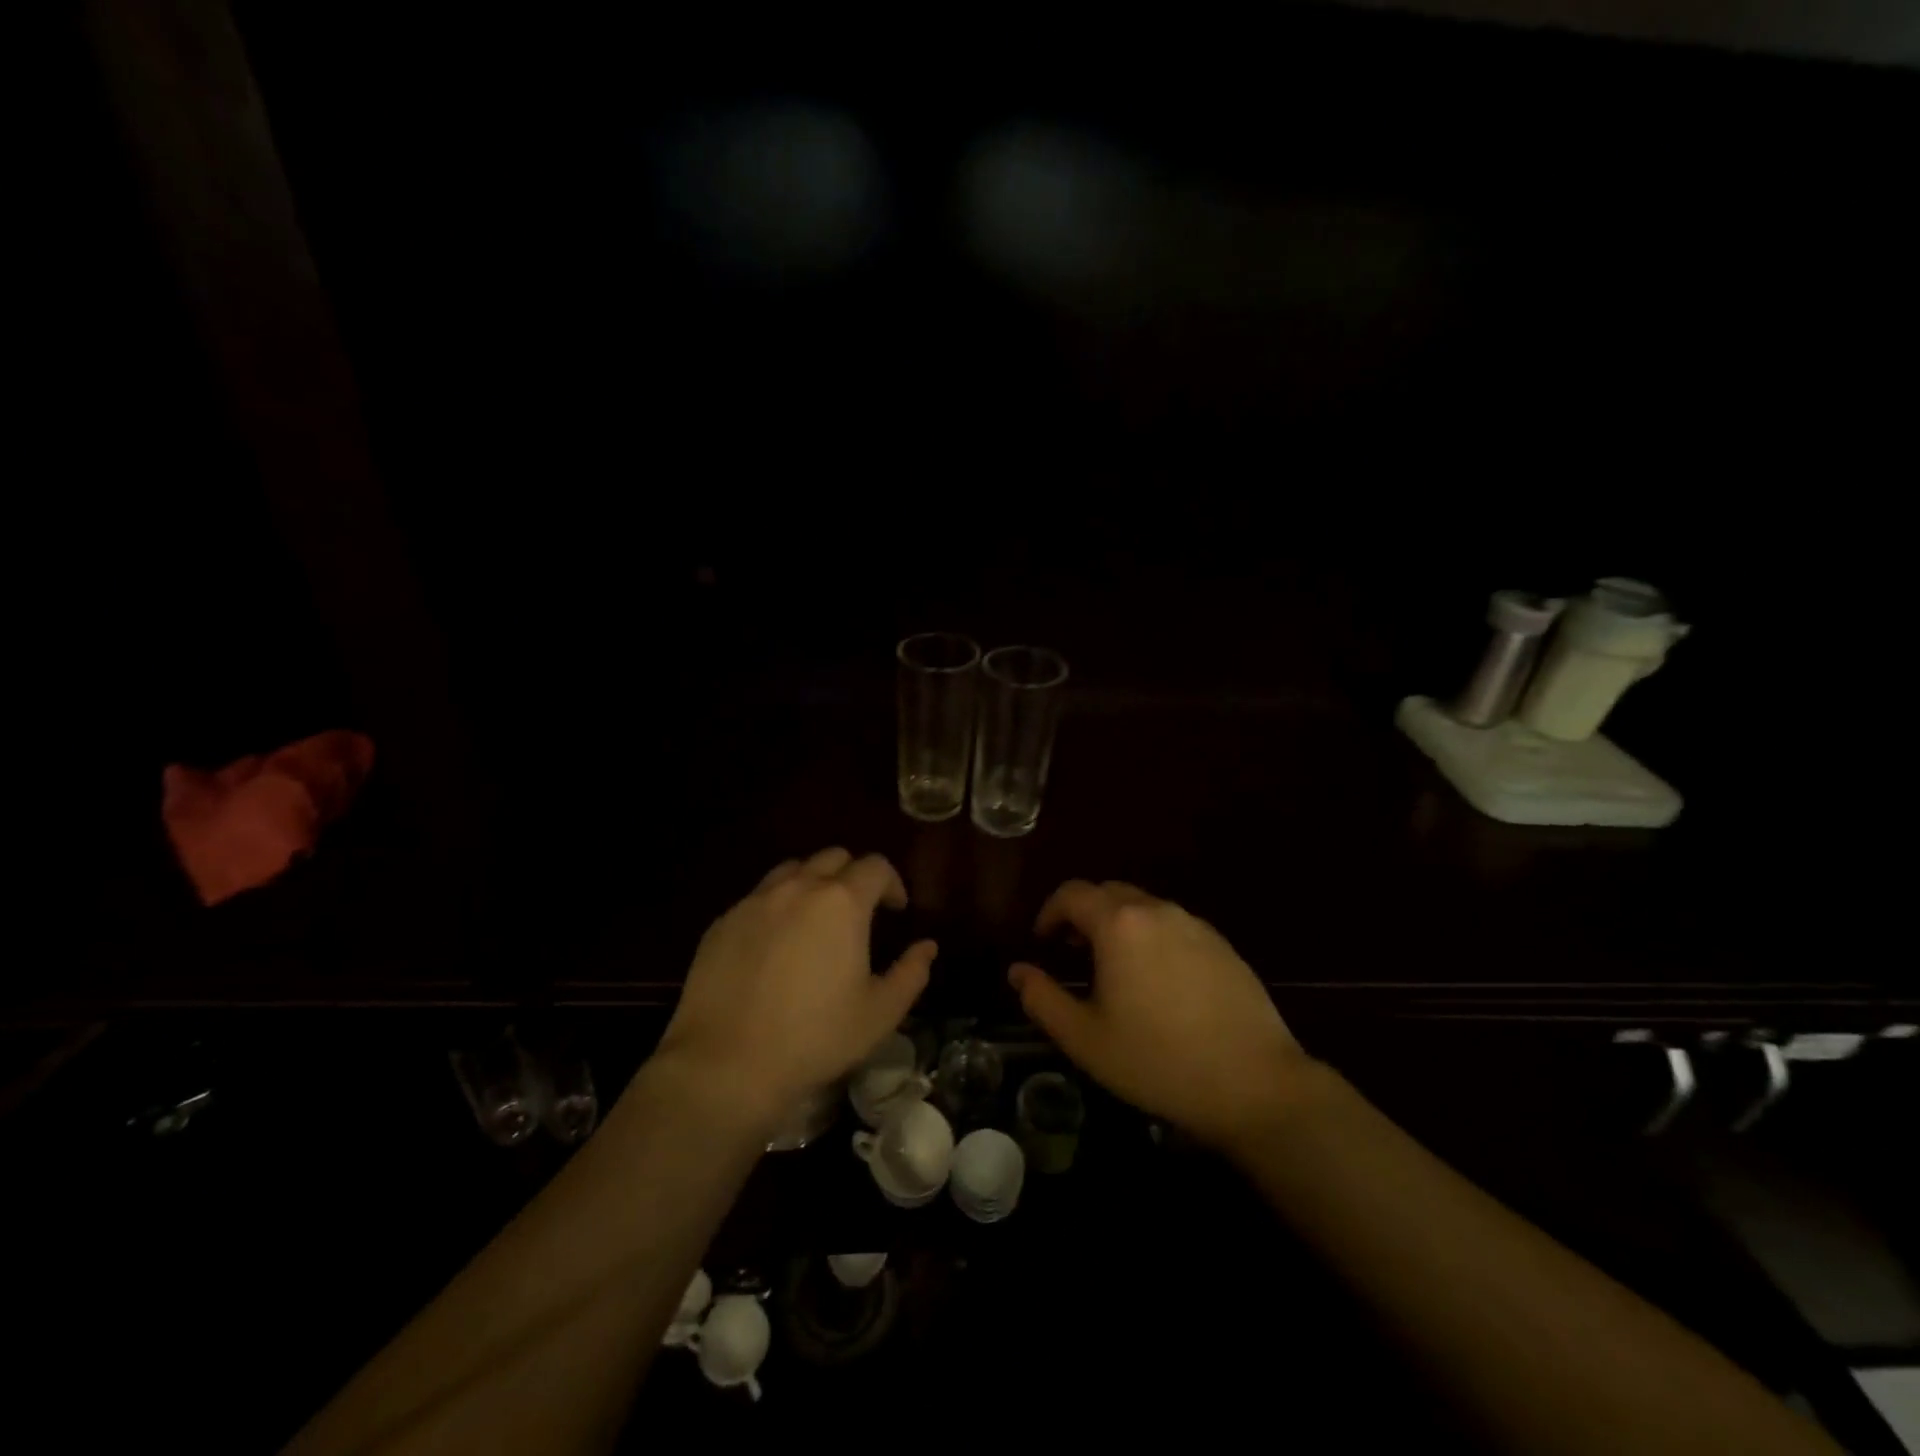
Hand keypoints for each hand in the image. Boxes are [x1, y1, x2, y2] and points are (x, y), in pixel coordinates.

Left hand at [657, 848, 935, 1128]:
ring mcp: (756, 901)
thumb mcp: (880, 1013)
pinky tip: (776, 943)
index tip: (896, 910)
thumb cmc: (815, 1037)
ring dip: (813, 883)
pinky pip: (759, 896)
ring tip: (816, 919)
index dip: (892, 883)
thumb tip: (927, 946)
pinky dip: (777, 905)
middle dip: (854, 876)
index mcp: (842, 902)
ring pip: (793, 869)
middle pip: (833, 857)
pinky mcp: (723, 921)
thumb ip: (911, 973)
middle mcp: (798, 887)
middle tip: (859, 911)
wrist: (726, 1063)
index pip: (876, 865)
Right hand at [1009, 880, 1314, 1152]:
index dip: (1049, 912)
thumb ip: (1042, 999)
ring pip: (1143, 907)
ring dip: (1118, 925)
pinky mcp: (1222, 945)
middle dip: (1082, 914)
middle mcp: (1157, 911)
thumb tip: (1017, 971)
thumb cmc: (1158, 1061)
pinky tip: (1157, 982)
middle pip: (1108, 893)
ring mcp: (1195, 925)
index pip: (1072, 894)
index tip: (1042, 942)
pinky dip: (1151, 937)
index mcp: (1119, 924)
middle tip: (1072, 952)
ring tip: (1113, 969)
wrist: (1255, 1083)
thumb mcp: (1085, 1039)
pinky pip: (1173, 926)